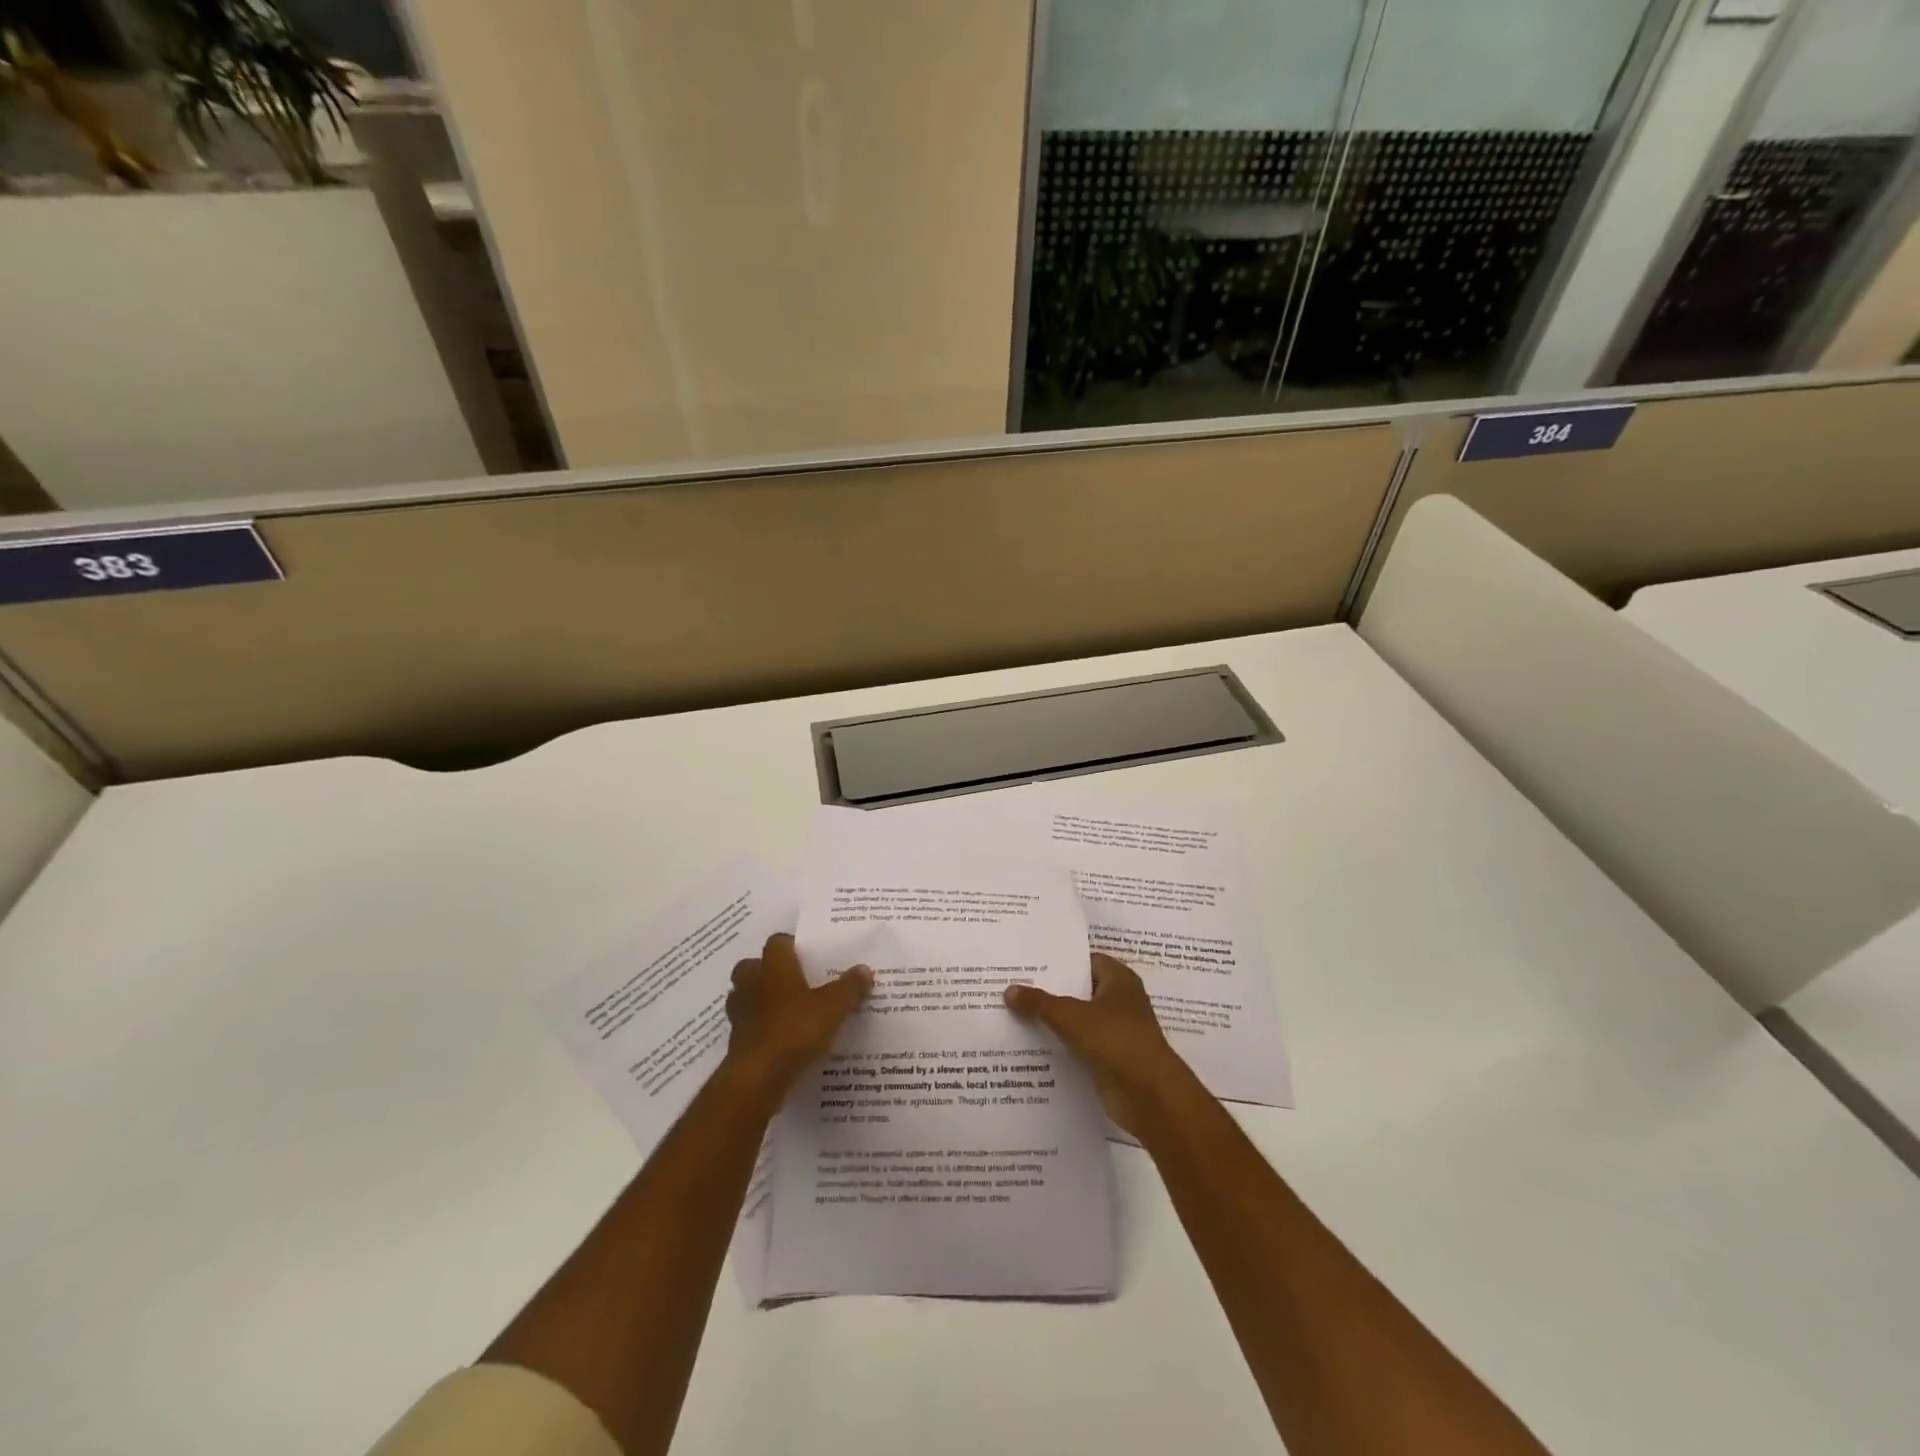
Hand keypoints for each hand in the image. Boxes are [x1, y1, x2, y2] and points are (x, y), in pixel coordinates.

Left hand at [724, 933, 870, 1109]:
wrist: (758, 1078)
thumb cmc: (796, 1030)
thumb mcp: (833, 1008)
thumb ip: (850, 987)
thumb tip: (864, 969)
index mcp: (774, 967)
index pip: (777, 942)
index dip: (791, 945)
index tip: (807, 955)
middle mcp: (752, 983)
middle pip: (751, 966)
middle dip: (767, 970)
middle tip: (792, 980)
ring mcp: (740, 1013)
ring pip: (744, 995)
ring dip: (759, 998)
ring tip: (785, 1009)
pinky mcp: (735, 1040)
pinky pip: (747, 1024)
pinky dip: (759, 1027)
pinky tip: (779, 1038)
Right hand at [1004, 953, 1194, 1136]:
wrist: (1150, 1096)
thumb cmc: (1116, 1041)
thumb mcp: (1072, 1016)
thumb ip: (1040, 1003)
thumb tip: (1009, 989)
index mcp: (1119, 980)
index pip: (1086, 960)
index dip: (1060, 959)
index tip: (1028, 960)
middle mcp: (1120, 1001)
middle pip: (1079, 990)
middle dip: (1050, 990)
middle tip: (1012, 985)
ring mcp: (1115, 1032)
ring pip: (1077, 1019)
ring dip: (1052, 1020)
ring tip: (1013, 1013)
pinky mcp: (1109, 1059)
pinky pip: (1078, 1045)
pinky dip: (1060, 1046)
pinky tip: (1030, 1045)